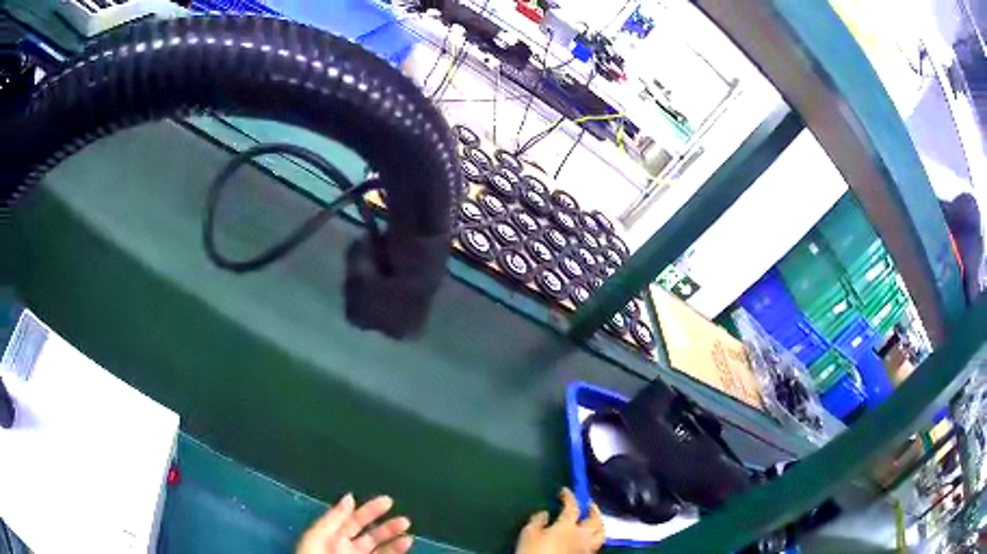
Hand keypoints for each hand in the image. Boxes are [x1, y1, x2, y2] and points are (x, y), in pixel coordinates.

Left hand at [296, 494, 412, 553]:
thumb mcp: (317, 536)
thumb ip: (333, 518)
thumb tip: (350, 497)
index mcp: (332, 538)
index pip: (353, 520)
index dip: (369, 510)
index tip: (388, 501)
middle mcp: (348, 549)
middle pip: (371, 536)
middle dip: (387, 527)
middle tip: (404, 520)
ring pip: (381, 550)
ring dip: (395, 542)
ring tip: (409, 535)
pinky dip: (397, 553)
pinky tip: (406, 546)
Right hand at [516, 488, 604, 553]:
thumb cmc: (533, 551)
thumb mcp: (528, 534)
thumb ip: (537, 521)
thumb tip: (544, 513)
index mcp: (568, 525)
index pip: (572, 506)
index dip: (569, 496)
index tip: (565, 491)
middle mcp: (582, 535)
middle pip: (595, 519)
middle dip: (594, 509)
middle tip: (589, 504)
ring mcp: (587, 547)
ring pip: (601, 534)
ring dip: (599, 524)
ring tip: (594, 521)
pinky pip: (596, 545)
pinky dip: (594, 538)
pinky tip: (587, 538)